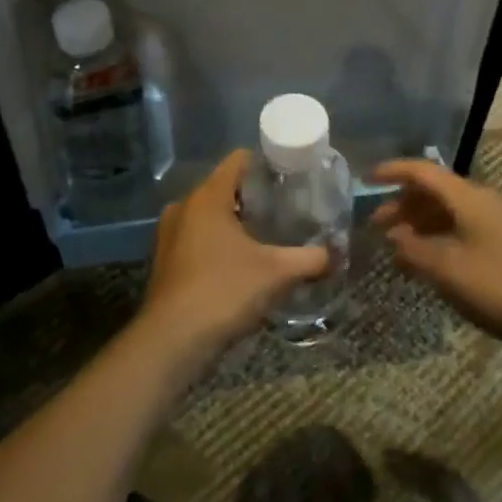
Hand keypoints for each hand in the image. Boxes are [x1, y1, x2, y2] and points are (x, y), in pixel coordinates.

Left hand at [137, 151, 330, 372]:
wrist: (172, 341)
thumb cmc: (224, 292)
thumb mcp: (277, 273)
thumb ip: (311, 259)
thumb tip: (336, 254)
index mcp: (207, 196)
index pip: (238, 160)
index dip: (266, 164)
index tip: (291, 178)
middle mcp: (183, 206)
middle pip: (224, 187)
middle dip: (254, 197)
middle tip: (286, 210)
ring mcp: (169, 234)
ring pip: (209, 215)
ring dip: (235, 223)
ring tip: (267, 237)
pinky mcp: (165, 260)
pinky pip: (197, 238)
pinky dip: (218, 243)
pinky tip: (240, 263)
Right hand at [370, 161, 501, 356]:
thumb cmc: (500, 287)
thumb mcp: (447, 269)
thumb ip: (414, 249)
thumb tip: (393, 236)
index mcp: (469, 198)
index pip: (423, 171)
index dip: (392, 172)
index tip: (364, 179)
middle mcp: (480, 202)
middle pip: (433, 191)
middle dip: (401, 204)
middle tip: (374, 225)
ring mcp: (492, 224)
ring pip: (445, 212)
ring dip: (417, 224)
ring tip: (393, 247)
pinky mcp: (499, 246)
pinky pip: (457, 230)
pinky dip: (434, 239)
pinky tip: (421, 261)